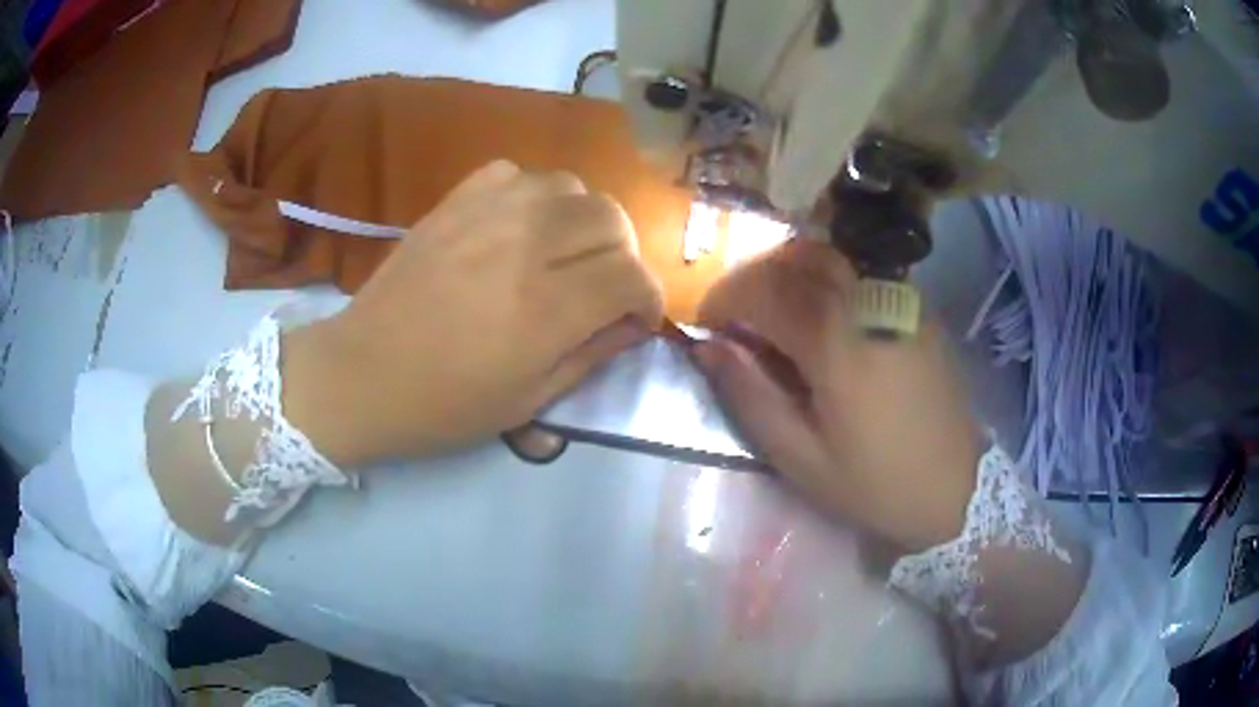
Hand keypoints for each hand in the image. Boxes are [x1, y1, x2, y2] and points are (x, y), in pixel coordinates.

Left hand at [282, 161, 663, 465]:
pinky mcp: (453, 201)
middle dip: (622, 255)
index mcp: (545, 309)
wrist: (361, 374)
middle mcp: (523, 246)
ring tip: (563, 253)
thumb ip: (593, 355)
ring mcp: (485, 214)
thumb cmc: (444, 405)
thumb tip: (634, 323)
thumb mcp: (530, 401)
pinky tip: (519, 227)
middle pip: (611, 218)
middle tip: (602, 286)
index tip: (636, 318)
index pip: (631, 275)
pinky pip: (516, 173)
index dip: (648, 299)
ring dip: (582, 220)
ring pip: (571, 186)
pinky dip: (532, 196)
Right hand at [693, 239, 980, 552]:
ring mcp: (898, 298)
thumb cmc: (875, 482)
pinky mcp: (916, 306)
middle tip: (736, 317)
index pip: (762, 290)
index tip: (706, 325)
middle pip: (794, 259)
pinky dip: (825, 277)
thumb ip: (750, 396)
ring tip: (774, 310)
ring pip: (828, 255)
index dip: (723, 299)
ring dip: (787, 270)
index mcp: (834, 343)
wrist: (957, 485)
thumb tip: (708, 347)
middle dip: (752, 279)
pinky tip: (822, 314)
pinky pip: (859, 270)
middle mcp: (866, 302)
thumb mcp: (800, 458)